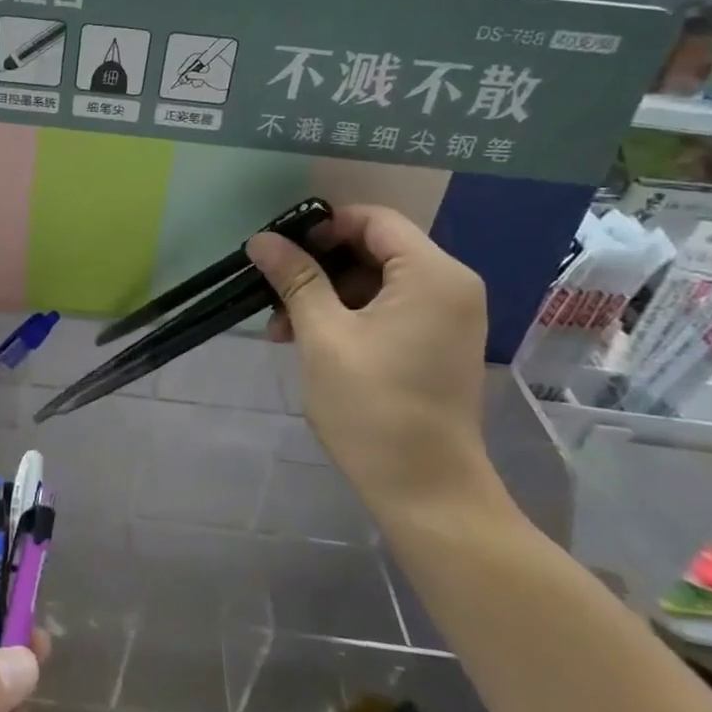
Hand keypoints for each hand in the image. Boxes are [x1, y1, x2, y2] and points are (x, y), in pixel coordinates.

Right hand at [249, 203, 504, 521]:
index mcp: (432, 275)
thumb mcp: (323, 336)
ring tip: (281, 329)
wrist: (426, 491)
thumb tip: (262, 239)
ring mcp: (447, 317)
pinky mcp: (438, 343)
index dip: (323, 227)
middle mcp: (450, 286)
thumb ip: (295, 279)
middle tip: (273, 293)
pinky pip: (389, 309)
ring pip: (376, 282)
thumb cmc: (372, 407)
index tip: (280, 251)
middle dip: (319, 268)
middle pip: (375, 250)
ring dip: (327, 296)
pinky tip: (309, 341)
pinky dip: (349, 316)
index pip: (373, 220)